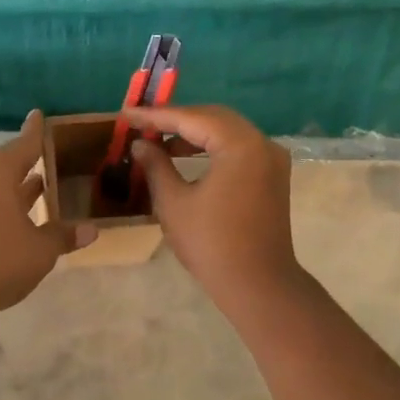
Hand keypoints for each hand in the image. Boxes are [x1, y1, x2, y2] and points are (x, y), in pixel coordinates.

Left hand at [0, 112, 95, 316]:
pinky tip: (17, 218)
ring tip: (40, 187)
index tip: (39, 115)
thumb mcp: (40, 250)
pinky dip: (1, 204)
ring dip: (15, 187)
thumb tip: (90, 230)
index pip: (25, 143)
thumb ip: (63, 236)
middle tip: (51, 160)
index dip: (36, 131)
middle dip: (29, 163)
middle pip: (7, 163)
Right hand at [126, 105, 301, 308]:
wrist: (257, 284)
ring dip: (194, 133)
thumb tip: (141, 144)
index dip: (156, 116)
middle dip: (176, 119)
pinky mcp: (272, 176)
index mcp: (240, 145)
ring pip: (227, 131)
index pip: (192, 118)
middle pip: (214, 118)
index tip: (127, 114)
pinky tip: (186, 155)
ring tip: (159, 141)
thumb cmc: (211, 243)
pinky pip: (238, 148)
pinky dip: (212, 147)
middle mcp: (262, 143)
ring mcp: (272, 159)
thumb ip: (156, 165)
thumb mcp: (173, 202)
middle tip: (143, 124)